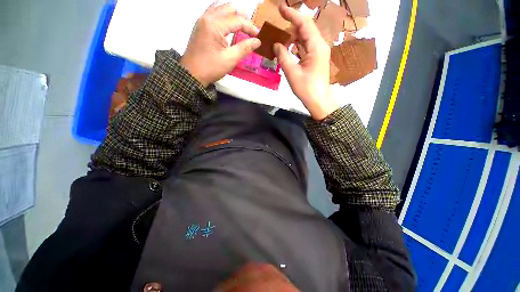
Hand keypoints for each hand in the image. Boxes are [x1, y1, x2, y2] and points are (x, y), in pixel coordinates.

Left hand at [180, 3, 260, 86]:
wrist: (192, 74)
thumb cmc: (211, 68)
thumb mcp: (230, 59)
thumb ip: (244, 48)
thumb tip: (257, 41)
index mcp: (215, 25)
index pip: (237, 20)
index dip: (250, 27)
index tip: (258, 36)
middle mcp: (207, 17)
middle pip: (228, 9)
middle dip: (242, 17)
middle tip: (251, 29)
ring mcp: (202, 20)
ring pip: (220, 8)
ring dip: (232, 14)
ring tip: (242, 24)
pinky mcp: (200, 26)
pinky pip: (213, 13)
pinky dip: (223, 15)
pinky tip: (228, 23)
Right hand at [274, 5, 337, 119]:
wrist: (319, 101)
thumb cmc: (306, 89)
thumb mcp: (292, 73)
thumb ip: (283, 56)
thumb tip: (276, 44)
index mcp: (316, 46)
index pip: (304, 24)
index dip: (292, 15)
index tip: (280, 8)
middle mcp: (320, 46)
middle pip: (305, 29)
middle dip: (291, 26)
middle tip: (277, 28)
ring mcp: (319, 52)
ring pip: (305, 38)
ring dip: (293, 37)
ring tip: (280, 40)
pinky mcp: (316, 59)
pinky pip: (306, 47)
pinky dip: (296, 46)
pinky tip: (288, 49)